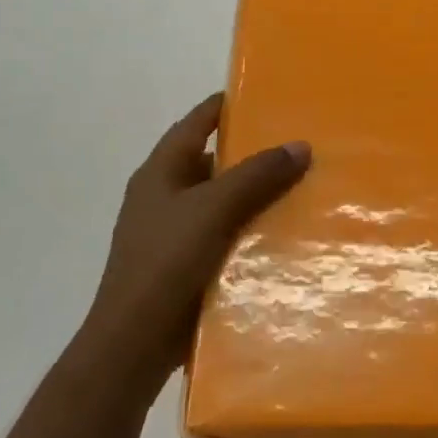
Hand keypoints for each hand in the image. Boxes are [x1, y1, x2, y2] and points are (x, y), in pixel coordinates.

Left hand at [85, 94, 310, 385]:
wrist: (134, 343)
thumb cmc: (166, 262)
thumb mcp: (214, 209)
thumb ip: (257, 175)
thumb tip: (300, 145)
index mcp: (160, 173)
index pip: (195, 123)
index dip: (225, 106)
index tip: (265, 95)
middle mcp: (164, 196)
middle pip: (212, 161)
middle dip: (252, 153)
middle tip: (298, 144)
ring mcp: (173, 233)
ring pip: (222, 201)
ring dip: (255, 195)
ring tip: (303, 186)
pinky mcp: (186, 265)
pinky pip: (225, 234)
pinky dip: (250, 229)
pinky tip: (284, 232)